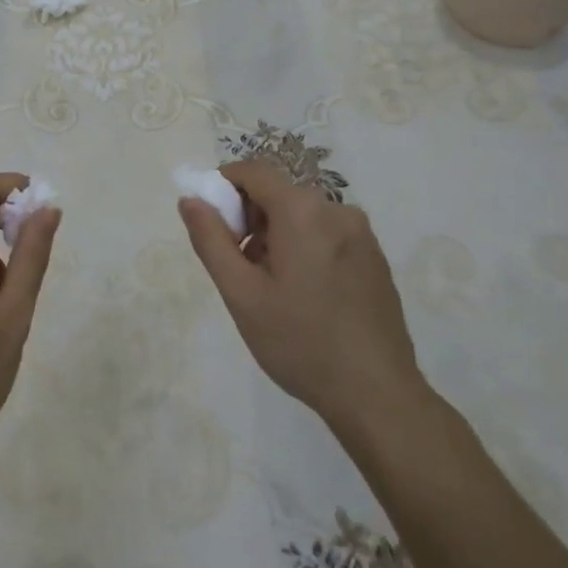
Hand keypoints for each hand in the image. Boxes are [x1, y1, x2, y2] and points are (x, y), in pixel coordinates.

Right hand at [179, 159, 427, 440]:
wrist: (377, 395)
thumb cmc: (300, 342)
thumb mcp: (241, 294)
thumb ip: (211, 240)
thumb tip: (190, 199)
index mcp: (302, 210)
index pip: (253, 171)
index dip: (224, 188)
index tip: (214, 227)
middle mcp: (336, 209)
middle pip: (278, 193)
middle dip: (251, 220)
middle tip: (242, 269)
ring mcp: (361, 233)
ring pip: (302, 215)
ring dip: (277, 236)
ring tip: (273, 290)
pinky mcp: (374, 256)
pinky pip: (327, 234)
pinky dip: (305, 248)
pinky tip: (306, 297)